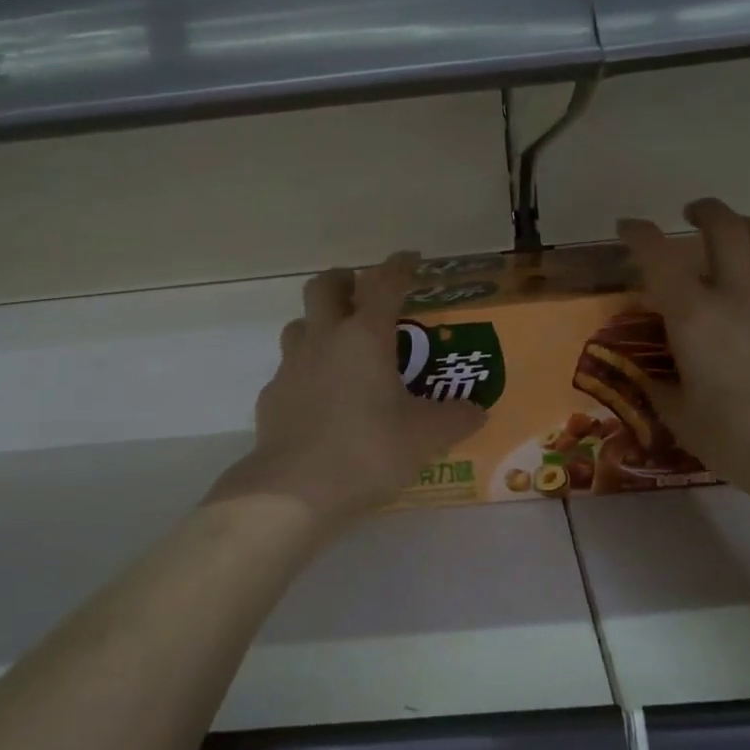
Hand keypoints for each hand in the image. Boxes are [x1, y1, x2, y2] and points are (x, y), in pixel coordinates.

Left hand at [206, 252, 485, 531]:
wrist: (296, 490)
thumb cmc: (368, 451)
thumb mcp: (425, 437)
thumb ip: (455, 419)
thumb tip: (477, 411)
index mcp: (365, 337)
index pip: (383, 283)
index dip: (399, 266)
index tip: (410, 259)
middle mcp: (324, 340)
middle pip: (323, 286)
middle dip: (343, 280)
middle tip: (361, 292)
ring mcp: (291, 367)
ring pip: (299, 324)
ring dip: (318, 324)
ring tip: (339, 346)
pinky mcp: (271, 396)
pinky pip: (288, 370)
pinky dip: (305, 372)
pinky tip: (320, 398)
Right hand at [617, 200, 749, 504]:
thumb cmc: (743, 441)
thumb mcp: (685, 422)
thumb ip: (664, 392)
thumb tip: (657, 379)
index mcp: (696, 316)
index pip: (659, 257)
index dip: (639, 234)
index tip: (628, 226)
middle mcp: (741, 295)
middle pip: (726, 228)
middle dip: (705, 211)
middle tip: (693, 214)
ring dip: (749, 229)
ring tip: (740, 235)